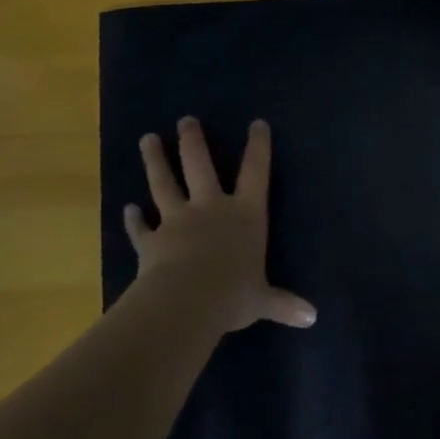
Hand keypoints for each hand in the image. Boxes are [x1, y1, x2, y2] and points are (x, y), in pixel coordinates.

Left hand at [124, 117, 316, 332]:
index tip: (256, 123)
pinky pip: (140, 227)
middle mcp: (211, 209)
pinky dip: (133, 219)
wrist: (188, 300)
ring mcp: (177, 221)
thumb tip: (312, 318)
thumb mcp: (264, 300)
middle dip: (193, 141)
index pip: (256, 173)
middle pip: (200, 166)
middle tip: (185, 119)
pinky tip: (127, 209)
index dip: (258, 147)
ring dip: (155, 161)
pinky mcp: (151, 241)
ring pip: (164, 184)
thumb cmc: (234, 293)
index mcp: (245, 215)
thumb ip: (283, 304)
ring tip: (147, 138)